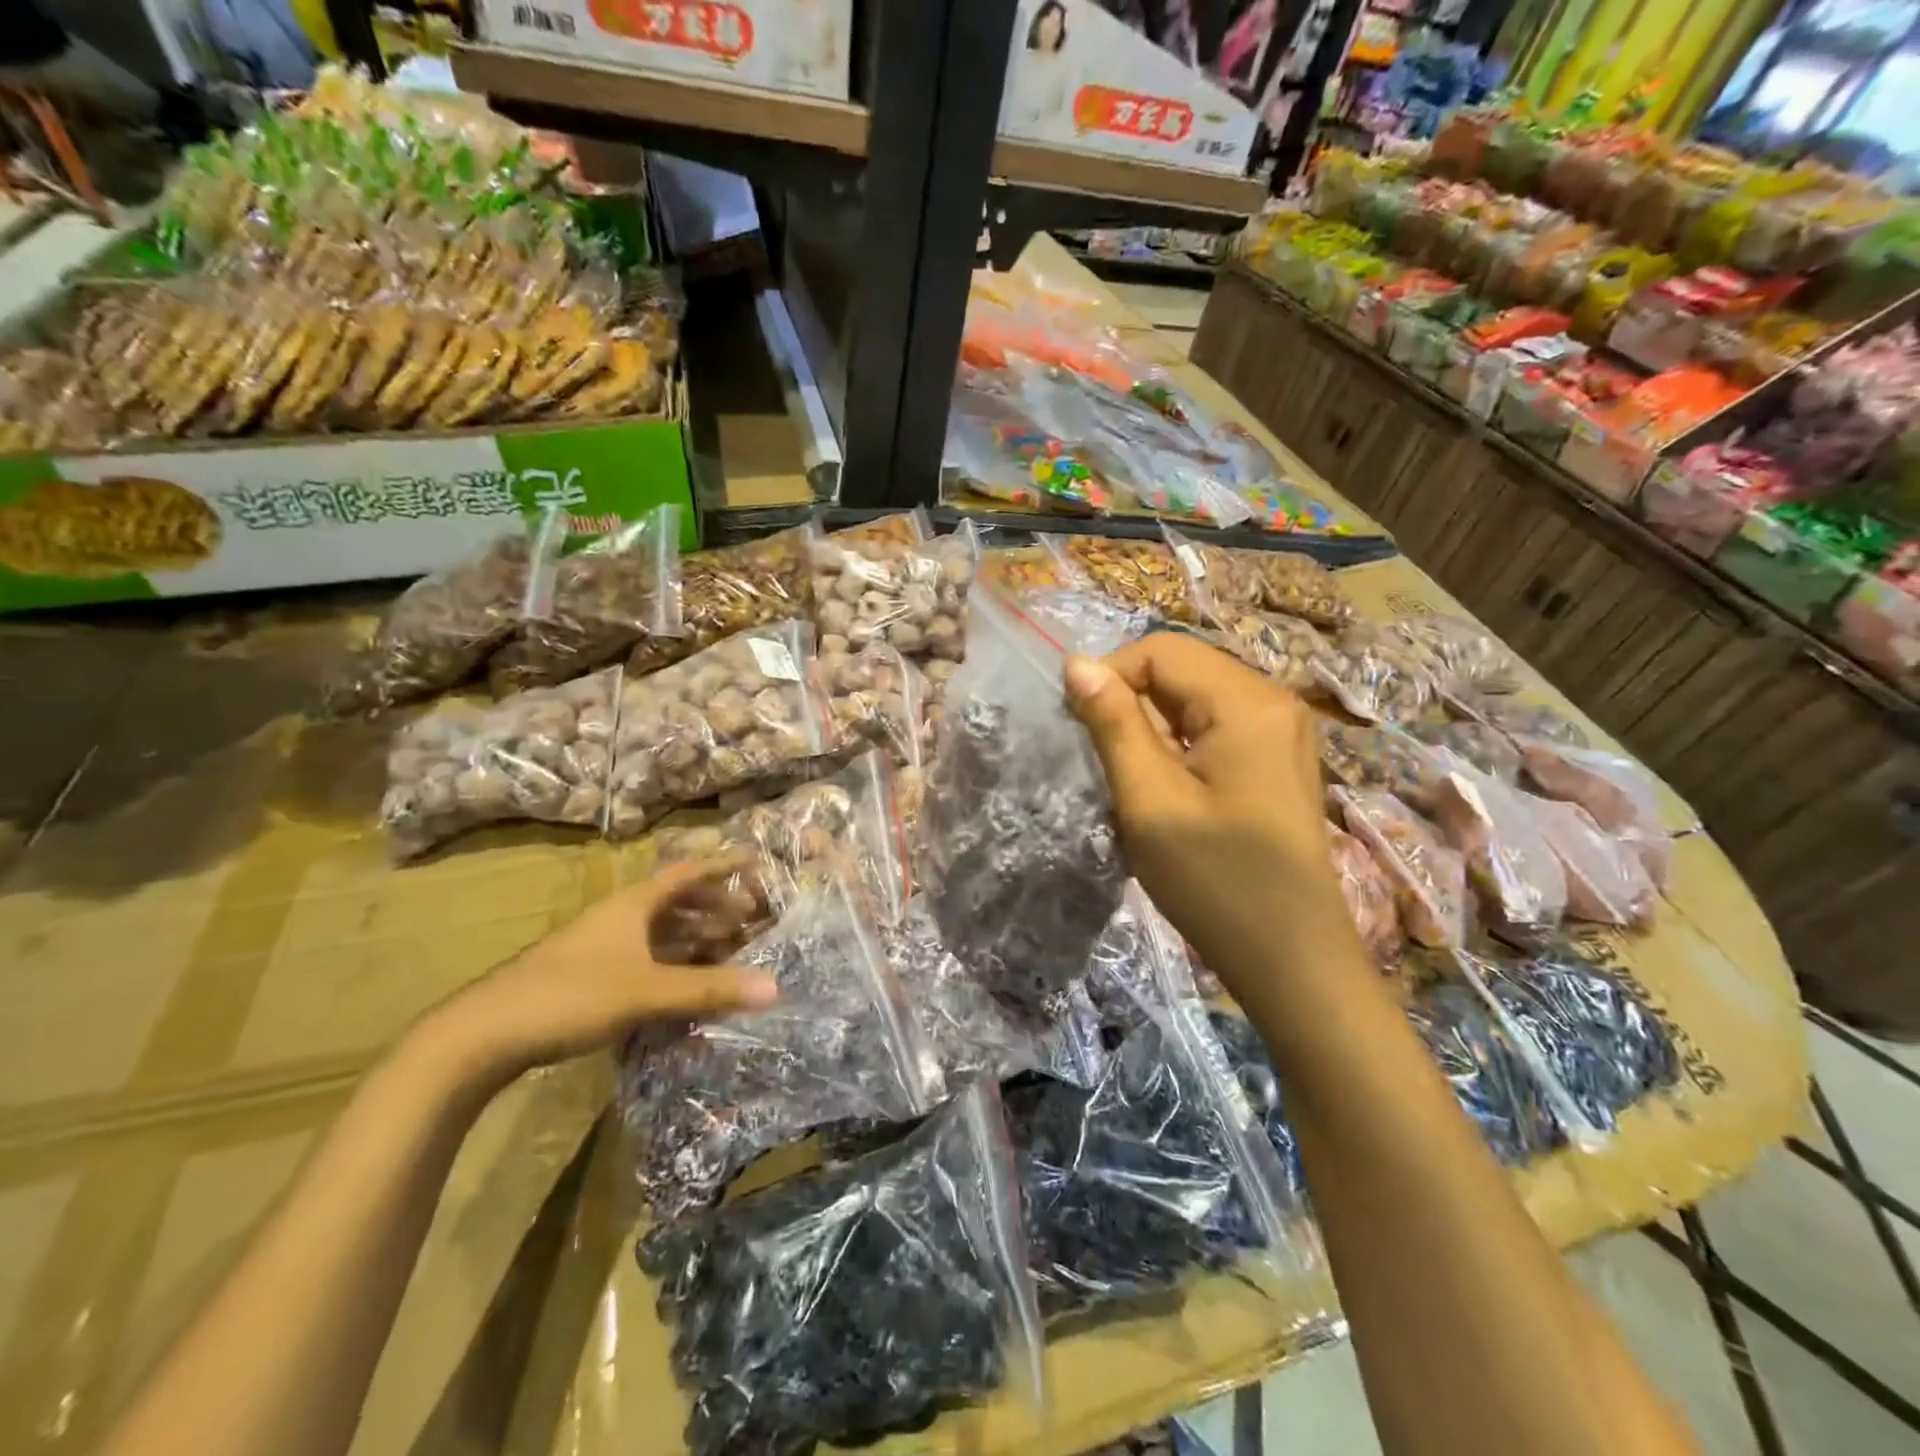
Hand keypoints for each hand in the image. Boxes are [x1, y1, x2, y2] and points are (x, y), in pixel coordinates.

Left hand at [427, 857, 778, 1088]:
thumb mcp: (648, 992)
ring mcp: (599, 945)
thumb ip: (709, 989)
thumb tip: (774, 988)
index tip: (755, 861)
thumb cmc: (572, 995)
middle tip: (749, 917)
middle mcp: (618, 916)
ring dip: (693, 934)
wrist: (483, 1033)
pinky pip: (643, 955)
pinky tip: (682, 982)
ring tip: (725, 947)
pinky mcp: (586, 974)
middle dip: (714, 905)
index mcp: (633, 904)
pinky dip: (671, 961)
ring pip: (658, 930)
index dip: (723, 867)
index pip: (688, 874)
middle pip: (675, 900)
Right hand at [1064, 633, 1356, 987]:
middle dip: (1131, 702)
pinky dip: (1178, 745)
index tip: (1079, 727)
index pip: (1161, 650)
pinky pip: (1214, 726)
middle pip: (1181, 669)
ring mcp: (1280, 730)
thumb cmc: (1217, 882)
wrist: (1293, 960)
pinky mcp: (1276, 758)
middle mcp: (1272, 700)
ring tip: (1133, 780)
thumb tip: (1076, 663)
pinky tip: (1167, 789)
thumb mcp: (1150, 802)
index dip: (1110, 676)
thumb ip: (1113, 725)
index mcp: (1247, 702)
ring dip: (1151, 726)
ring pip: (1194, 698)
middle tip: (1104, 760)